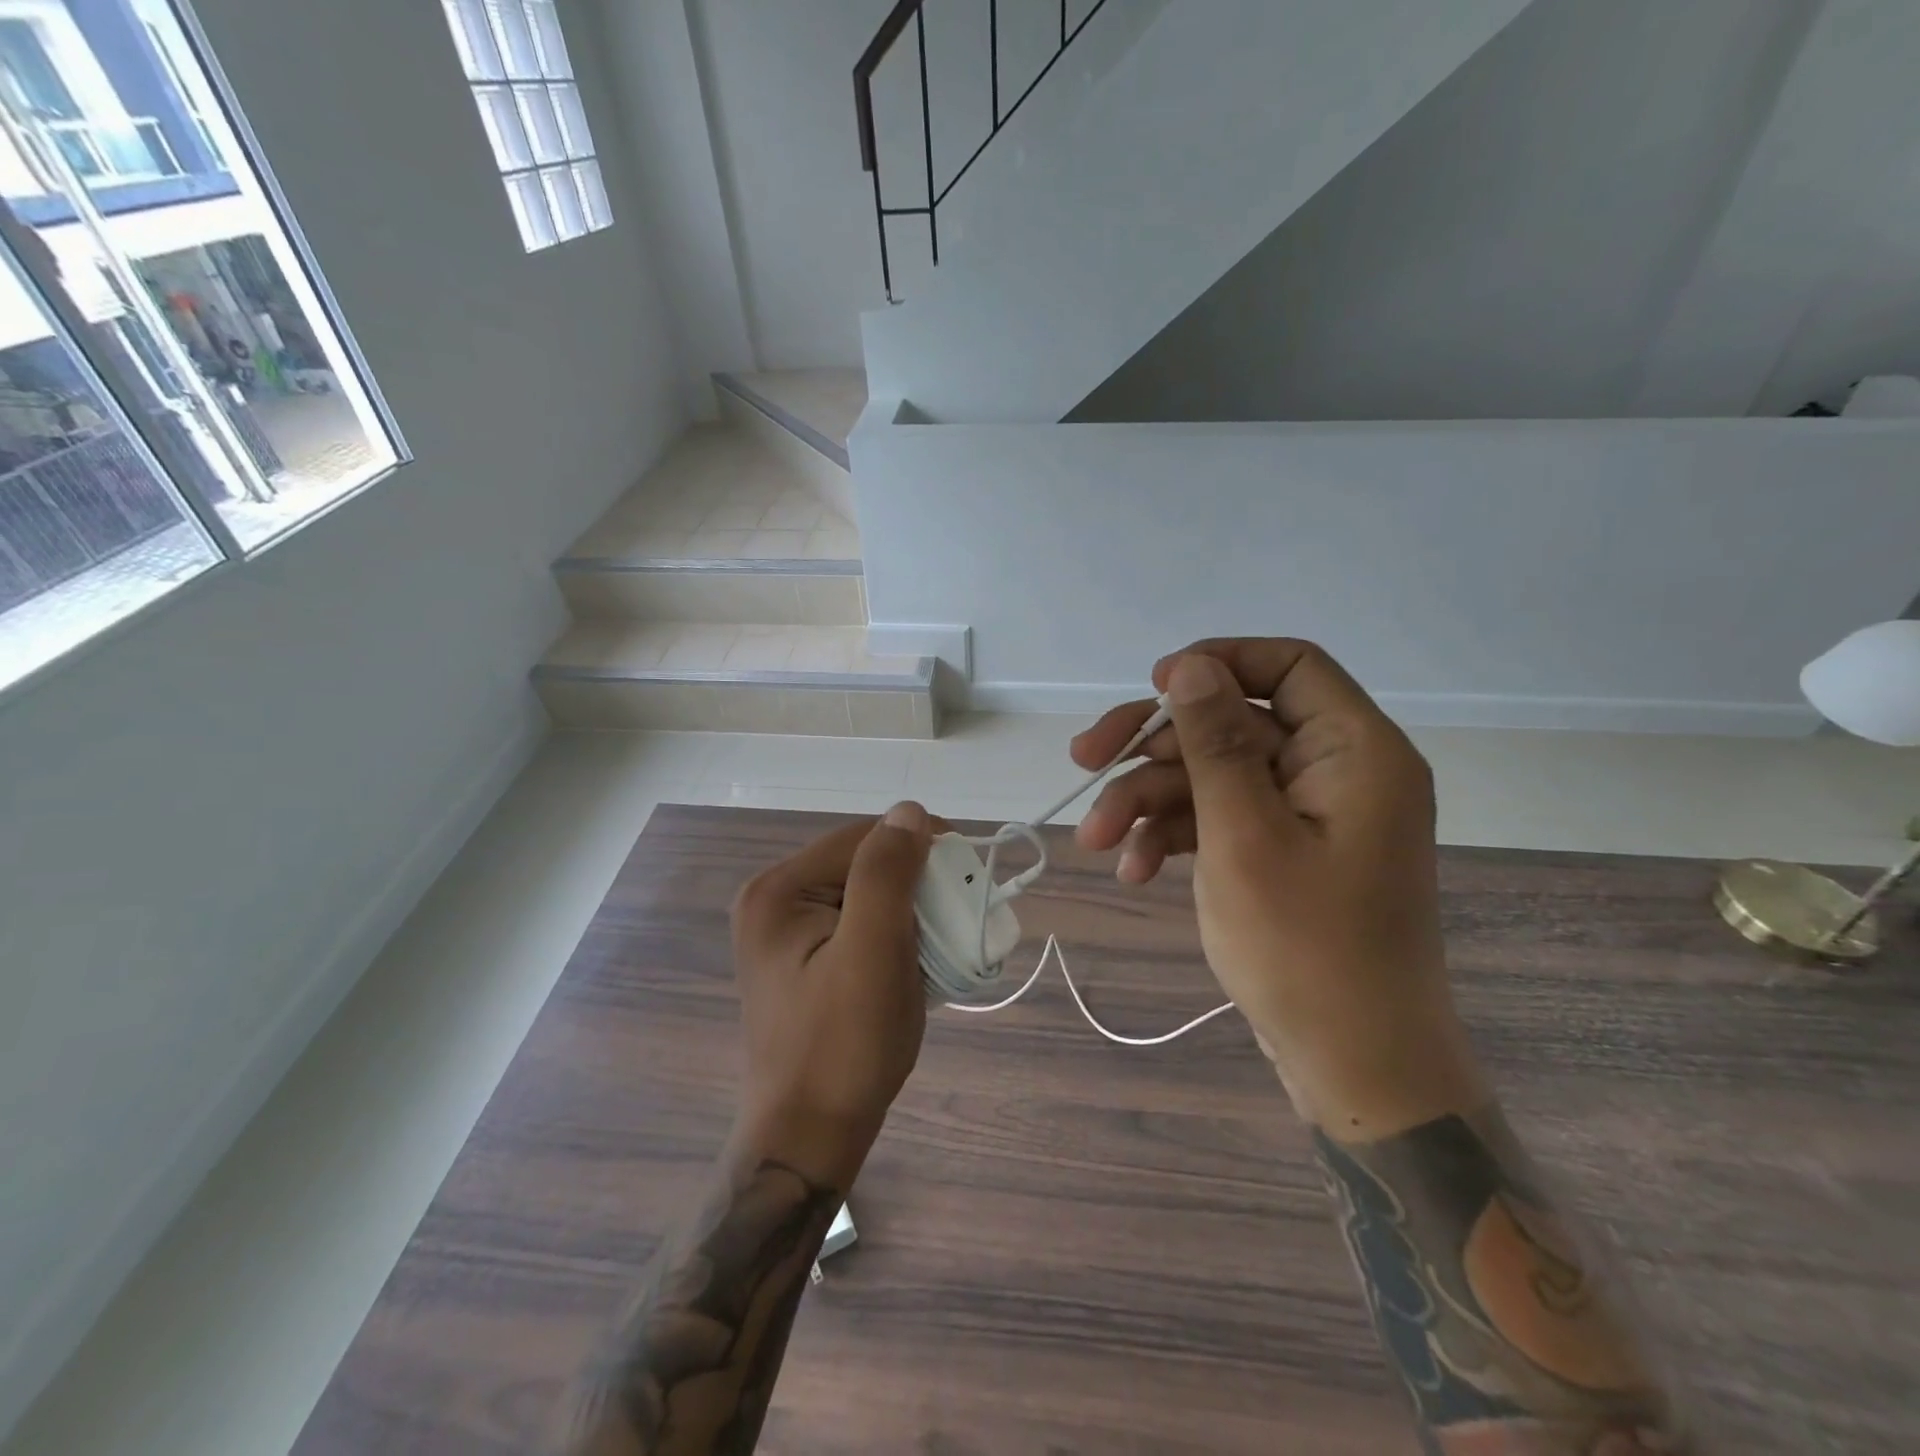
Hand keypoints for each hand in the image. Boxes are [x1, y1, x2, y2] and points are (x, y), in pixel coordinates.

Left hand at [728, 802, 933, 1186]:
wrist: (809, 1138)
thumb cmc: (844, 1046)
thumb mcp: (872, 951)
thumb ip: (887, 873)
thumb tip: (908, 810)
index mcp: (778, 890)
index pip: (861, 838)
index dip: (918, 844)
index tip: (967, 870)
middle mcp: (773, 901)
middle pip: (861, 865)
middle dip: (915, 883)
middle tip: (957, 916)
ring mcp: (784, 934)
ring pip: (865, 895)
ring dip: (909, 911)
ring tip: (939, 942)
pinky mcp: (801, 961)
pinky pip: (857, 925)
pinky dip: (893, 934)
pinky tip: (912, 962)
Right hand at [1072, 640, 1483, 1135]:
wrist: (1354, 1066)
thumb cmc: (1305, 949)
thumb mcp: (1242, 834)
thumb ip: (1216, 742)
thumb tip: (1189, 666)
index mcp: (1353, 751)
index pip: (1289, 665)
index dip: (1218, 663)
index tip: (1154, 687)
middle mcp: (1334, 771)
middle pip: (1232, 722)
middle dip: (1154, 745)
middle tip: (1082, 760)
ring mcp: (1307, 816)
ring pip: (1213, 775)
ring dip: (1148, 801)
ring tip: (1095, 841)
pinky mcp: (1282, 852)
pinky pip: (1220, 819)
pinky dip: (1174, 836)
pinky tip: (1134, 870)